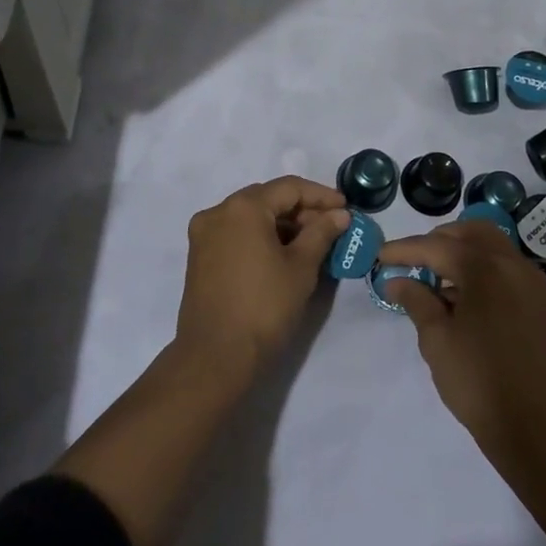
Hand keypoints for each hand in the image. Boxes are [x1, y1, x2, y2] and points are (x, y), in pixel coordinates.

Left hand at [174, 177, 349, 376]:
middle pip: (267, 199)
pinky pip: (236, 233)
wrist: (215, 358)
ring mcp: (204, 234)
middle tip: (331, 227)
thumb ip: (321, 233)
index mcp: (243, 207)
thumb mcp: (301, 267)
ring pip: (251, 216)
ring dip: (282, 224)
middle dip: (301, 210)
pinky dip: (261, 237)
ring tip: (312, 243)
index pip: (289, 188)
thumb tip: (339, 214)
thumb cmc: (264, 307)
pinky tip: (283, 254)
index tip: (346, 208)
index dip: (321, 196)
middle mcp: (218, 211)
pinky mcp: (200, 257)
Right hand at [378, 221, 545, 452]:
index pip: (436, 246)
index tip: (380, 256)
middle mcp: (512, 264)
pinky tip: (463, 295)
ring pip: (491, 245)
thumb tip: (396, 280)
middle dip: (438, 240)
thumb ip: (416, 300)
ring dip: (461, 251)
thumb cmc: (478, 381)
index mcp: (485, 268)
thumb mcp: (436, 340)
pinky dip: (482, 267)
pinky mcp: (539, 301)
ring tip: (436, 278)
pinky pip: (505, 266)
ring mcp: (530, 281)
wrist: (535, 428)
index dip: (405, 250)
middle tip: (412, 261)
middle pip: (469, 232)